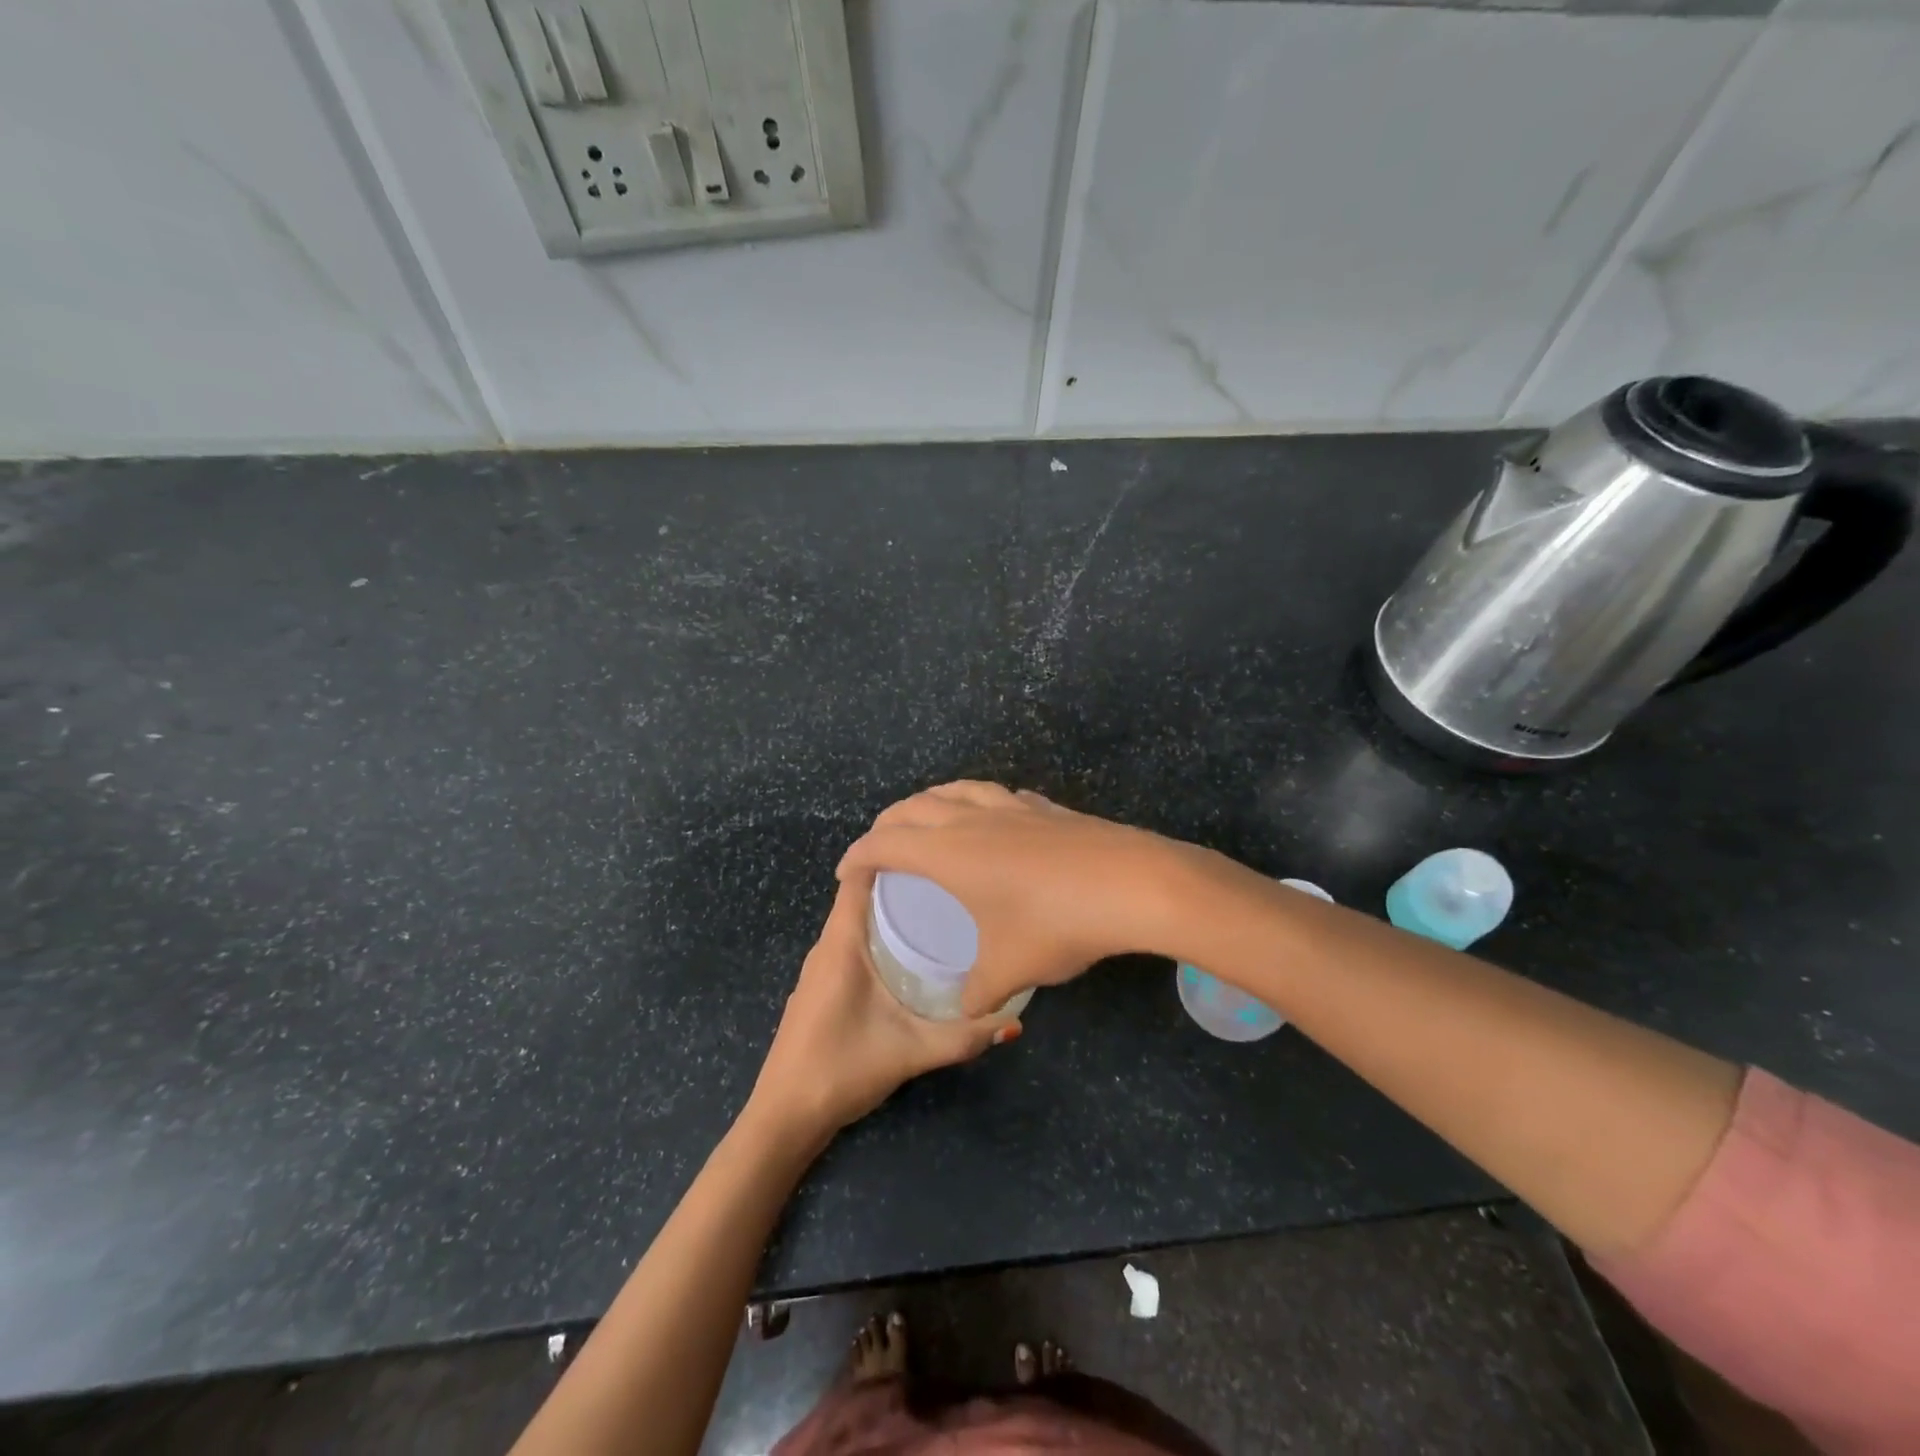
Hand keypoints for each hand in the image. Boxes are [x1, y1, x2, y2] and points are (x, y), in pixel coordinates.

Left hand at [749, 874, 1019, 1138]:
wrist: (784, 1117)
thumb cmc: (841, 1069)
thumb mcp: (911, 1051)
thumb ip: (963, 1038)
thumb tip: (1015, 1022)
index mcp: (841, 944)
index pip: (859, 877)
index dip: (890, 854)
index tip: (932, 847)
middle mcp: (827, 946)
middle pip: (861, 895)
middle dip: (902, 881)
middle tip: (951, 878)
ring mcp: (820, 967)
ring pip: (856, 920)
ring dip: (890, 909)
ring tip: (939, 906)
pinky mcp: (821, 986)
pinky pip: (852, 942)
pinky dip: (879, 934)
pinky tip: (911, 951)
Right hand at [837, 781, 1195, 1017]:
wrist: (1131, 884)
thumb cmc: (1055, 924)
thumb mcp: (1008, 969)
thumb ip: (978, 994)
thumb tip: (970, 1011)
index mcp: (947, 852)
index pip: (885, 844)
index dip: (858, 857)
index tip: (845, 874)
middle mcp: (972, 819)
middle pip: (914, 807)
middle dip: (887, 823)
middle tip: (879, 846)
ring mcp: (1012, 807)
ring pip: (956, 790)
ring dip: (930, 801)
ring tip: (926, 819)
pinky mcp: (1046, 808)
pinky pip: (995, 795)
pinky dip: (975, 801)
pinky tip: (991, 819)